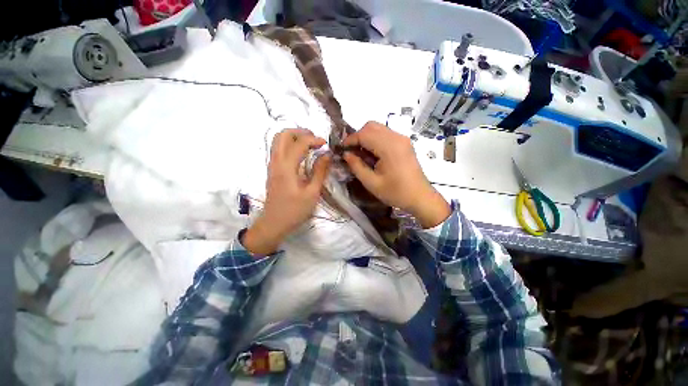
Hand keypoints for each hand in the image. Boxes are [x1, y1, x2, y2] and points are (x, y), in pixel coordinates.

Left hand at [242, 129, 330, 254]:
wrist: (273, 223)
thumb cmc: (295, 210)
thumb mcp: (312, 193)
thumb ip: (320, 172)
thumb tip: (327, 155)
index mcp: (287, 167)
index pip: (299, 143)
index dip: (314, 140)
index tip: (325, 144)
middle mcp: (276, 162)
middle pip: (283, 135)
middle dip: (300, 132)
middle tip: (315, 139)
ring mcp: (272, 165)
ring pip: (278, 140)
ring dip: (294, 137)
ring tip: (309, 143)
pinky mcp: (272, 170)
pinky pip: (278, 149)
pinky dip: (289, 144)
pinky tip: (301, 153)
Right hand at [343, 122, 450, 227]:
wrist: (420, 197)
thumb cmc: (396, 193)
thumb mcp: (372, 183)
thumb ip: (357, 166)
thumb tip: (346, 154)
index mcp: (389, 147)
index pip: (364, 134)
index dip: (350, 140)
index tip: (341, 149)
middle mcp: (397, 138)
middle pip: (371, 126)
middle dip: (358, 136)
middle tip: (351, 152)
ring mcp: (402, 139)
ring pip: (378, 128)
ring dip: (366, 137)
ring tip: (361, 154)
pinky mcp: (404, 143)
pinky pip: (386, 134)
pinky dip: (375, 140)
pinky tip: (373, 154)